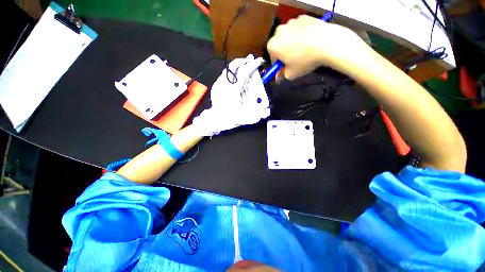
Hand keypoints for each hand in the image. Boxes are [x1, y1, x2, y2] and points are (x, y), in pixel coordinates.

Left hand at [192, 54, 269, 136]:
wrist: (214, 120)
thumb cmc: (229, 118)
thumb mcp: (244, 118)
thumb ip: (257, 115)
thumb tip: (267, 112)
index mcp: (233, 89)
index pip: (244, 72)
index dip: (253, 65)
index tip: (259, 61)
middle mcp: (225, 83)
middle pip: (234, 66)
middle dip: (244, 61)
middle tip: (251, 59)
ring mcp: (218, 84)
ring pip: (228, 69)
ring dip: (236, 65)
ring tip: (243, 65)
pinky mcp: (215, 87)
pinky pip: (223, 75)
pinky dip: (230, 72)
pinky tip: (234, 75)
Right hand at [267, 15, 368, 80]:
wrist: (327, 42)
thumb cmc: (305, 60)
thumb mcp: (291, 74)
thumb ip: (282, 75)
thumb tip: (279, 76)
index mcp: (273, 46)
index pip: (272, 58)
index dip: (278, 65)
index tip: (284, 68)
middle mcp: (279, 31)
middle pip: (279, 45)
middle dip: (283, 52)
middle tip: (293, 59)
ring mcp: (291, 22)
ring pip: (288, 36)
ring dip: (291, 43)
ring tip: (302, 49)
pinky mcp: (303, 17)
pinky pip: (298, 28)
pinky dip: (300, 34)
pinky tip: (308, 40)